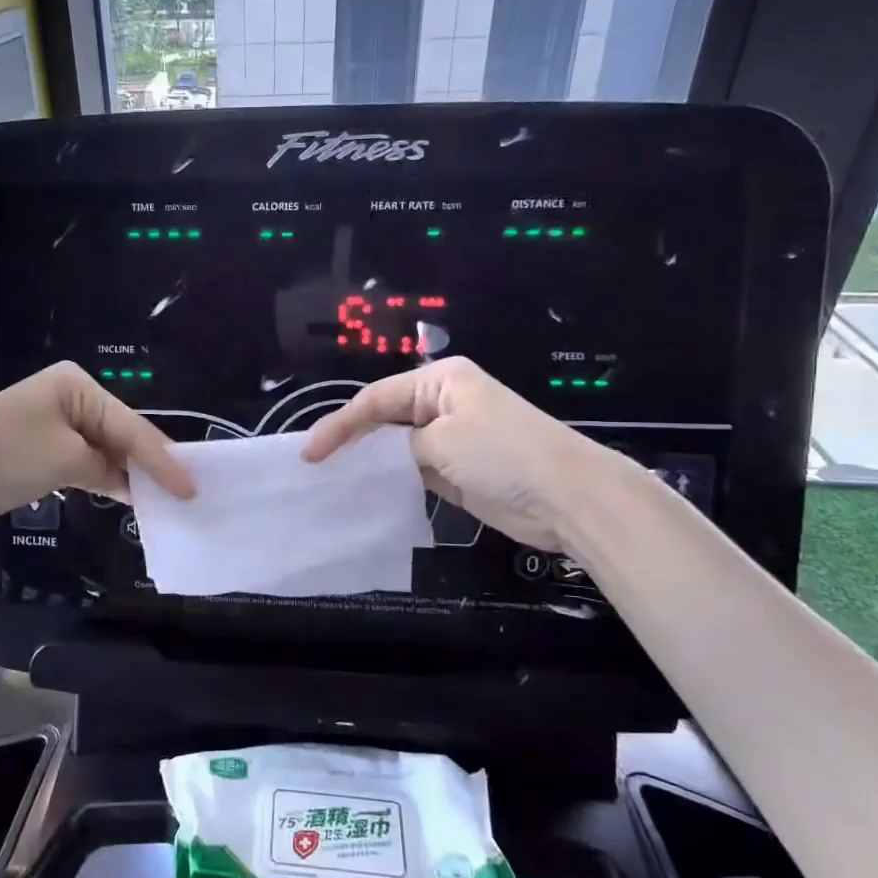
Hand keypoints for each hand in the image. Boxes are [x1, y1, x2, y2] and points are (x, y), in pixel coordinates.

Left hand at [0, 362, 193, 536]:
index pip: (131, 425)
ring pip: (106, 451)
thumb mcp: (65, 459)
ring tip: (168, 499)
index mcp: (76, 385)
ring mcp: (55, 425)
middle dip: (151, 464)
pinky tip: (130, 498)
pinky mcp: (44, 452)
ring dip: (130, 475)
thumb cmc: (4, 456)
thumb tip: (131, 485)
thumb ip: (108, 469)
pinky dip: (107, 481)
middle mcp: (69, 398)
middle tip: (188, 492)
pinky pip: (87, 464)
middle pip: (122, 434)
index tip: (191, 487)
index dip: (163, 459)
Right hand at [301, 357, 604, 550]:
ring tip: (332, 479)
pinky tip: (365, 492)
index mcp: (441, 380)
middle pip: (384, 418)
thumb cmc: (502, 455)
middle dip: (350, 438)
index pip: (376, 398)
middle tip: (314, 465)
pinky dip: (389, 479)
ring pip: (395, 446)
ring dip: (368, 461)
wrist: (567, 497)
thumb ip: (401, 446)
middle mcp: (443, 403)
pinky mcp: (456, 471)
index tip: (311, 453)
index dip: (340, 424)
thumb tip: (387, 458)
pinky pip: (412, 471)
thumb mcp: (442, 441)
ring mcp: (451, 438)